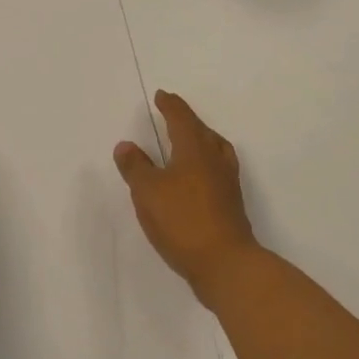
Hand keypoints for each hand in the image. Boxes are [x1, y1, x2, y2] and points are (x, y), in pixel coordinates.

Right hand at [114, 90, 262, 302]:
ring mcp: (227, 182)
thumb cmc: (183, 220)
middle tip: (173, 114)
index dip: (170, 106)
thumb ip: (136, 167)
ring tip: (188, 142)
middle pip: (202, 131)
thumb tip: (126, 145)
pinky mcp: (231, 203)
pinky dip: (206, 163)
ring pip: (215, 149)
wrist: (225, 262)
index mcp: (194, 149)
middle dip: (186, 120)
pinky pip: (218, 169)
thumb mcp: (148, 192)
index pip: (181, 119)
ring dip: (201, 140)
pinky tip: (197, 178)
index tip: (162, 96)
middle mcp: (215, 159)